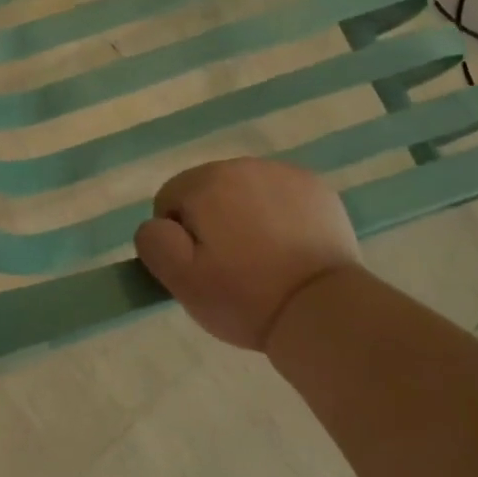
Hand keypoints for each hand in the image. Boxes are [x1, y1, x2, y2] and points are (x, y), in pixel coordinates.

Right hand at [135, 158, 360, 350]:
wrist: (323, 310)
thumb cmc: (246, 297)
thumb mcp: (182, 281)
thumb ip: (154, 242)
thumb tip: (157, 224)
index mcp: (205, 183)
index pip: (170, 199)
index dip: (178, 237)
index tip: (202, 267)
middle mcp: (242, 165)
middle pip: (207, 190)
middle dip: (211, 222)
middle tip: (231, 266)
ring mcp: (283, 173)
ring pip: (245, 191)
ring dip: (244, 215)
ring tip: (264, 259)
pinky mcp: (315, 188)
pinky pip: (280, 195)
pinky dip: (279, 214)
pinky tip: (290, 248)